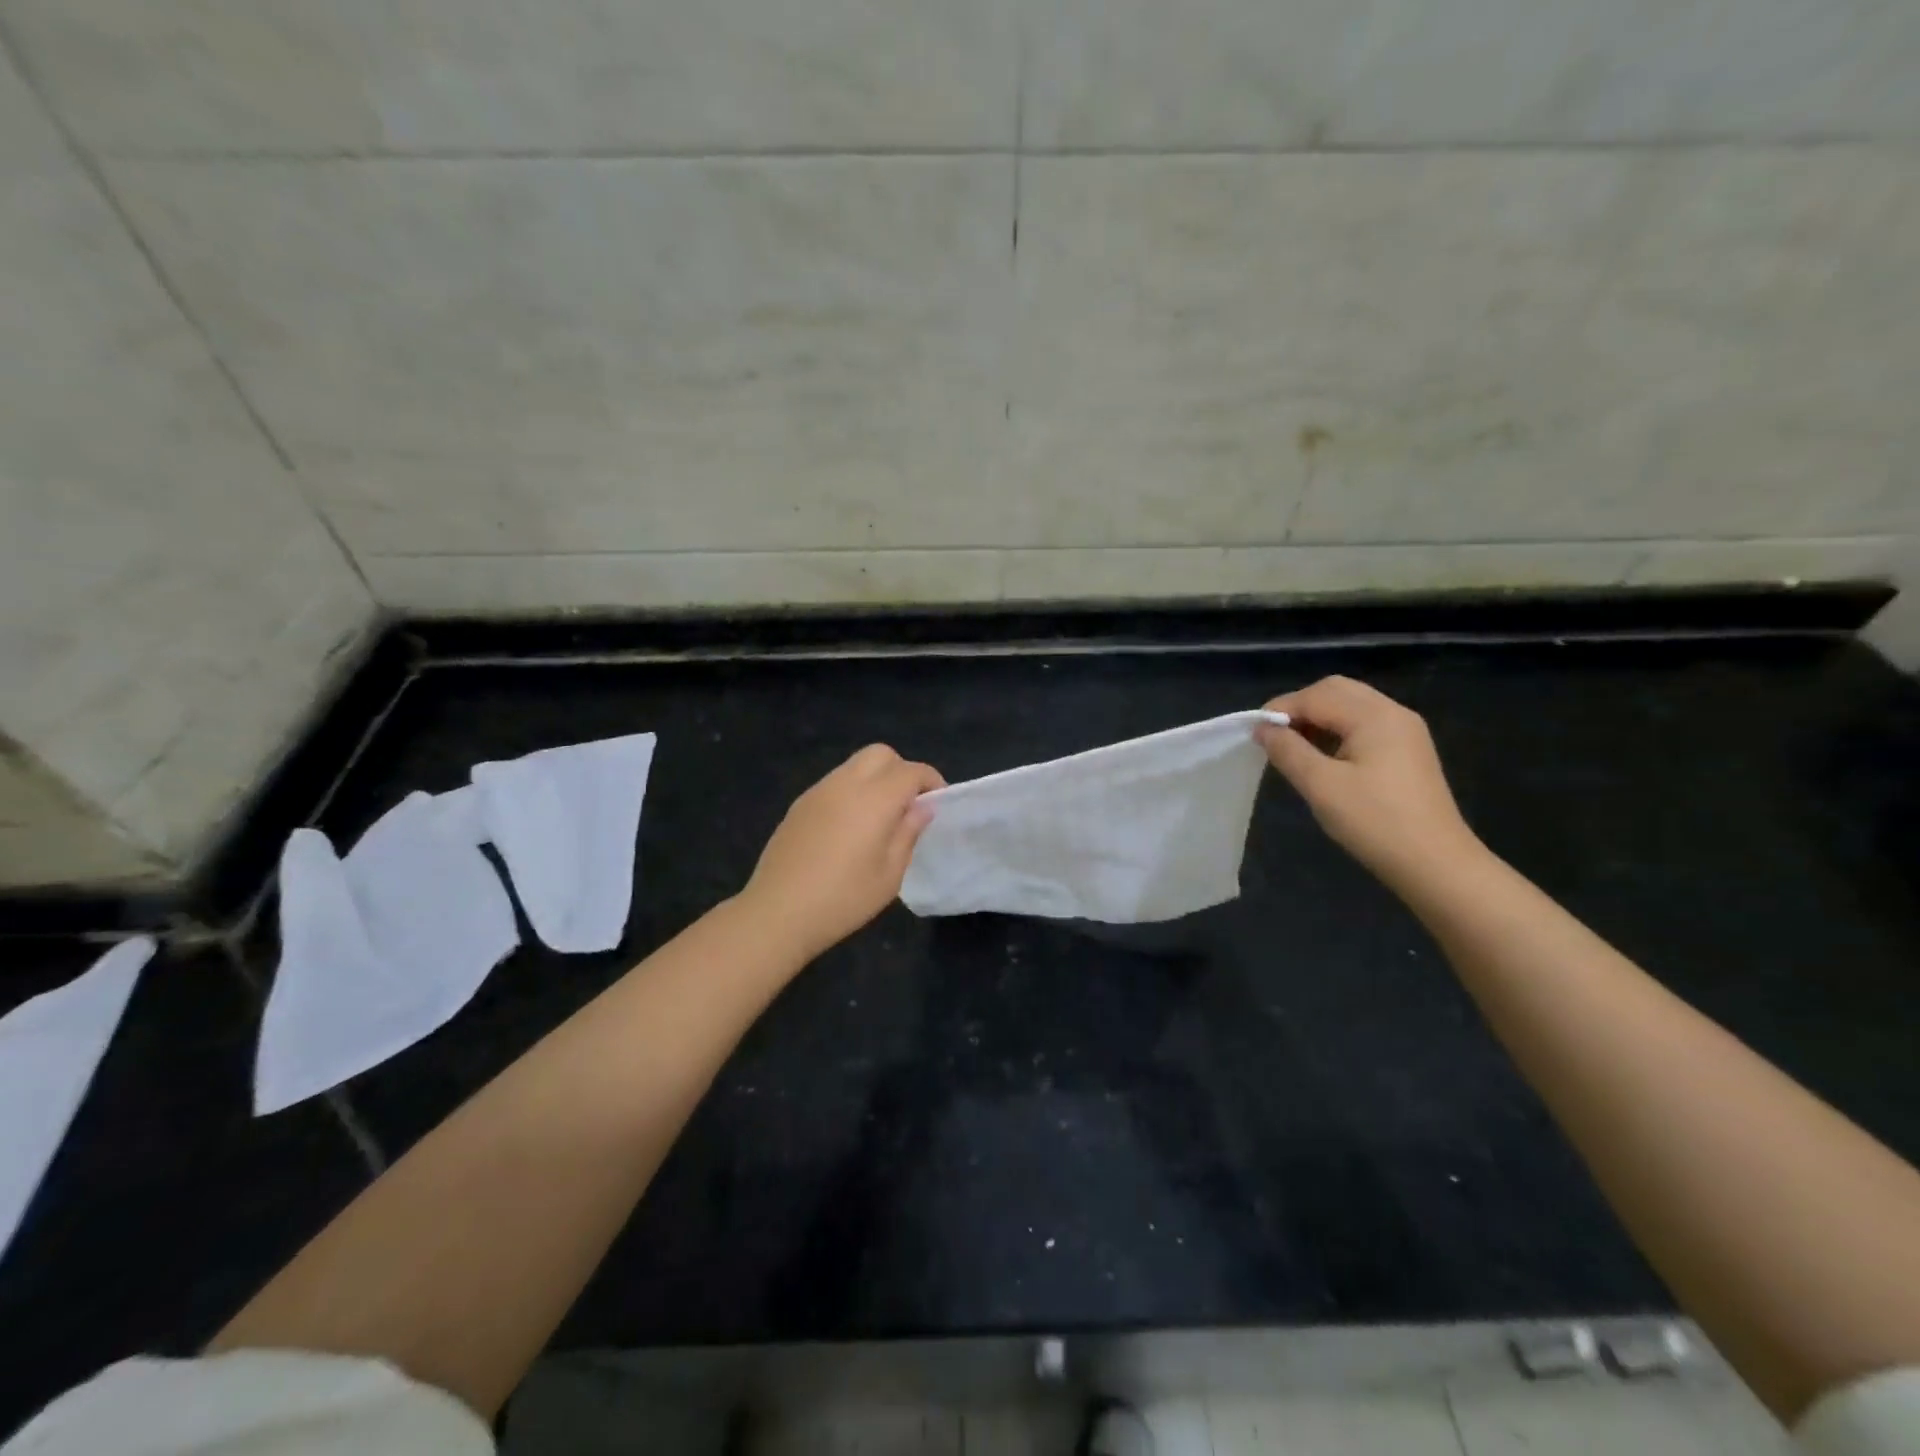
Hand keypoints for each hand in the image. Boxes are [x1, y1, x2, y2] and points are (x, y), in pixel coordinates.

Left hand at [741, 744, 944, 960]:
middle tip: (908, 804)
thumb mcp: (889, 874)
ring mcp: (818, 791)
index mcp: (874, 799)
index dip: (931, 781)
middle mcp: (846, 784)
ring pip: (855, 765)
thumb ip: (908, 833)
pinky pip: (834, 783)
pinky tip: (849, 828)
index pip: (911, 771)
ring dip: (875, 779)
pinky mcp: (799, 805)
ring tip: (880, 817)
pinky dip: (852, 791)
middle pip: (881, 754)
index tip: (938, 802)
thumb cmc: (843, 899)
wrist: (777, 912)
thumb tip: (922, 807)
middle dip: (902, 770)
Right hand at [1256, 676, 1482, 891]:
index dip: (1280, 710)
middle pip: (1336, 691)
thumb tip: (1262, 728)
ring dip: (1318, 718)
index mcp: (1374, 716)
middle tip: (1274, 738)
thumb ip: (1287, 750)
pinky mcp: (1408, 751)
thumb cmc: (1374, 822)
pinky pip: (1364, 725)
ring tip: (1294, 749)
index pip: (1316, 696)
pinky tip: (1323, 758)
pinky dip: (1337, 731)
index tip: (1254, 735)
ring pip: (1351, 706)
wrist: (1436, 864)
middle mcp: (1393, 713)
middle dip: (1300, 707)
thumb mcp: (1320, 785)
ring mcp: (1405, 732)